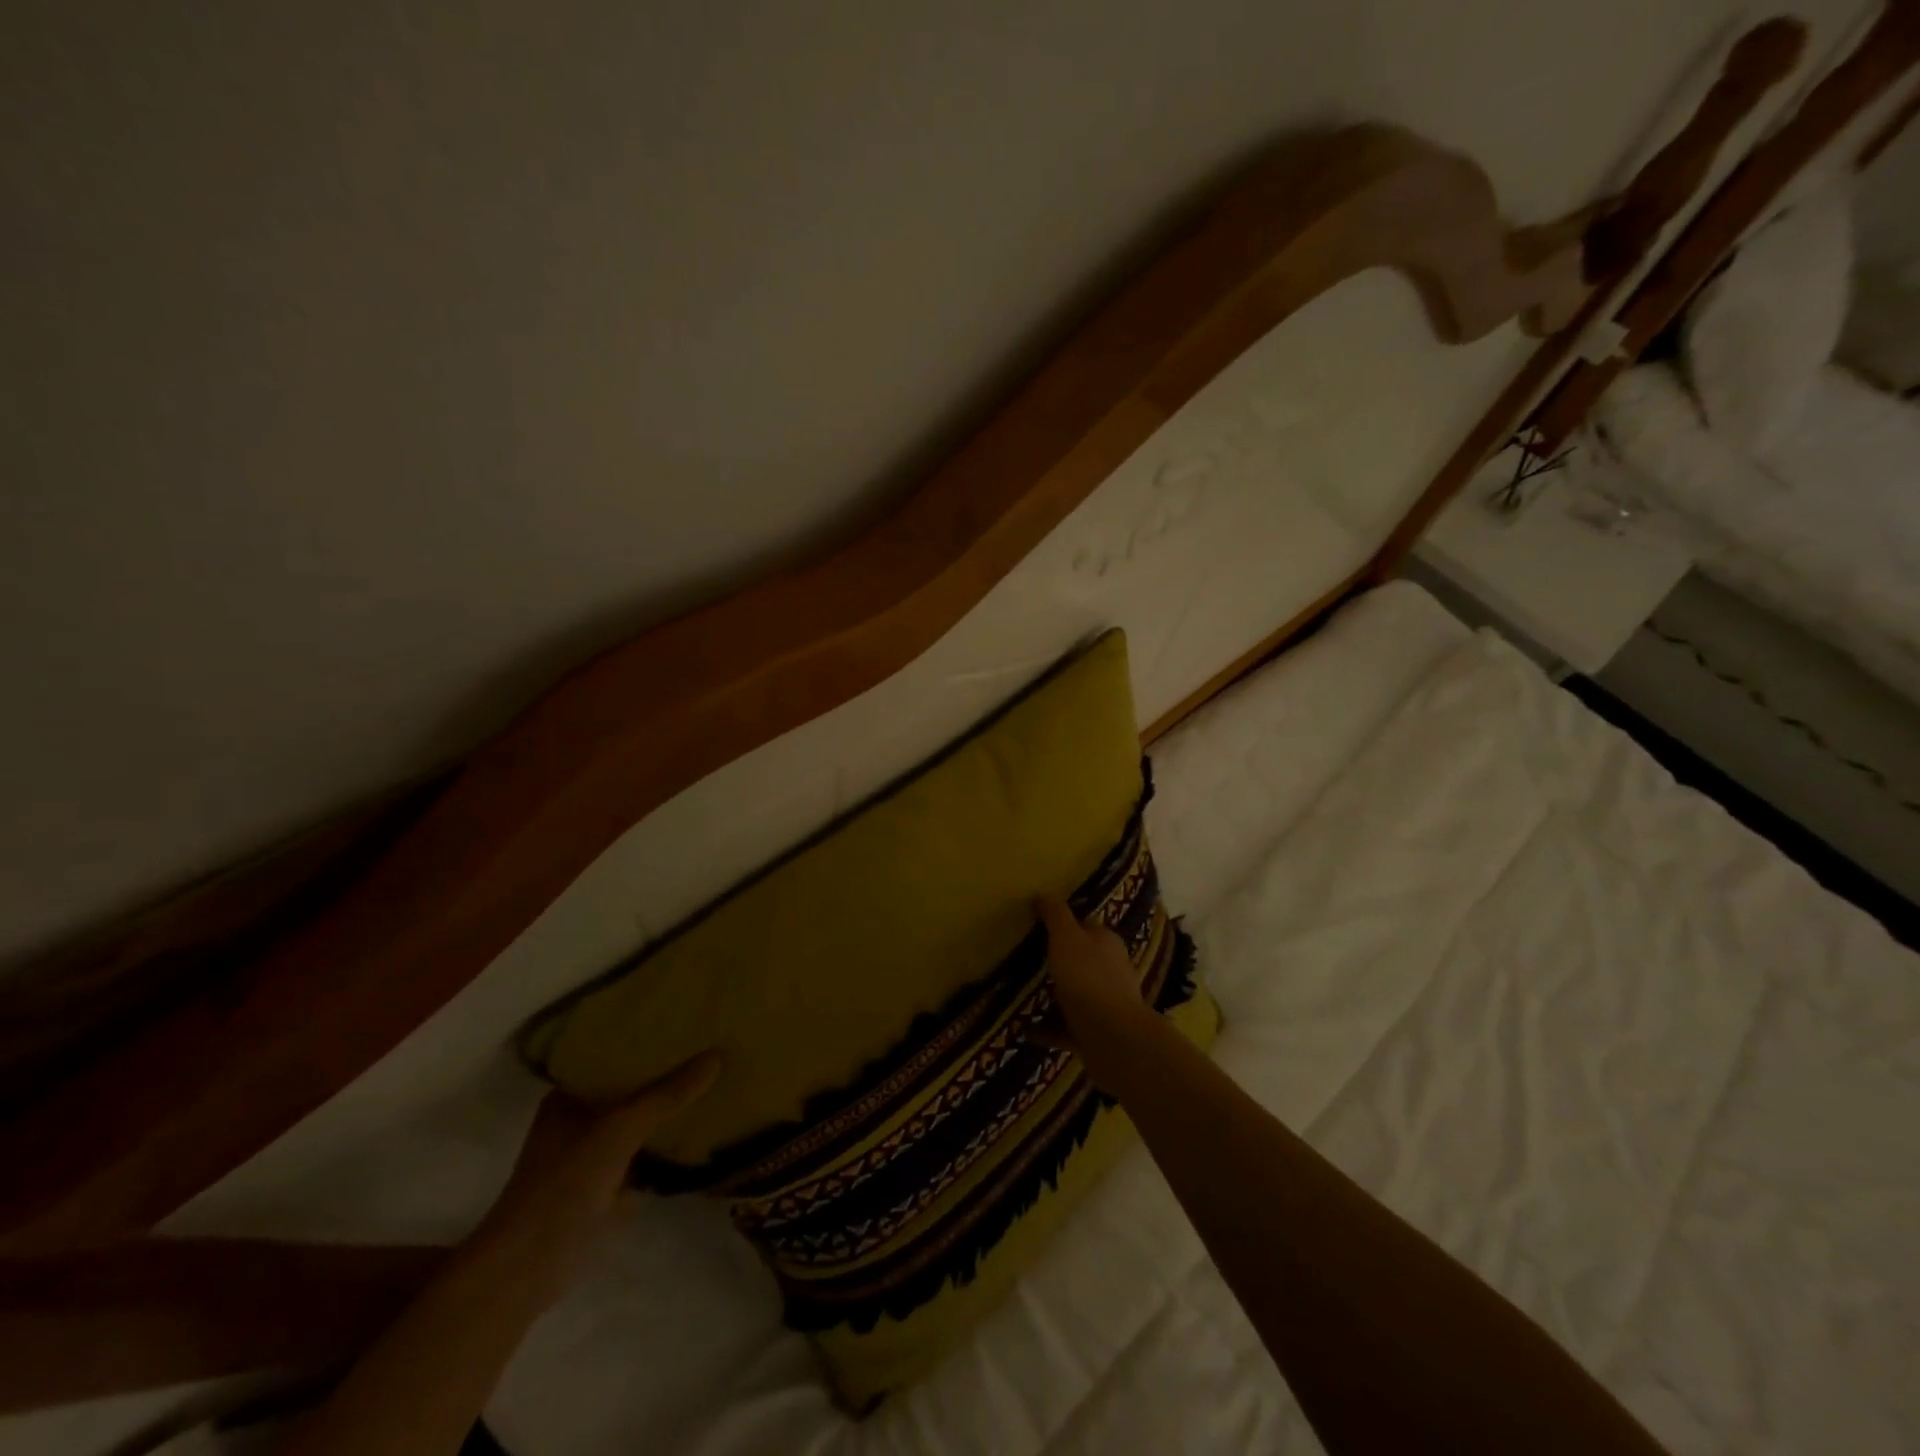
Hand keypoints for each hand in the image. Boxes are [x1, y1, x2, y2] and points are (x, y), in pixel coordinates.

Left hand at [474, 1051, 721, 1296]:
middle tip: (714, 1041)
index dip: (648, 1036)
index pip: (615, 1053)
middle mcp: (582, 1118)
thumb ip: (667, 1095)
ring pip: (643, 1117)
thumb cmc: (563, 1187)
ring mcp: (596, 1152)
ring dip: (673, 1104)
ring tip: (719, 1074)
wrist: (529, 1270)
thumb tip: (718, 1055)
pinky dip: (673, 1138)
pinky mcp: (612, 1183)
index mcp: (570, 1095)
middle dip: (668, 1069)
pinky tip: (707, 1122)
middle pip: (633, 1085)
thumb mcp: (618, 1130)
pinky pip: (650, 1148)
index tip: (688, 1019)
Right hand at [1035, 897, 1156, 1088]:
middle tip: (1028, 962)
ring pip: (1077, 995)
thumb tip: (1044, 895)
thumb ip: (1056, 915)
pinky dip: (1049, 1028)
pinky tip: (1027, 1029)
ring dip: (1055, 996)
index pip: (1086, 926)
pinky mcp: (1098, 1034)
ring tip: (1024, 996)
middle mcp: (1112, 971)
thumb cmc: (1087, 977)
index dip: (1065, 925)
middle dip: (1060, 962)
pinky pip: (1068, 1028)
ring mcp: (1107, 1004)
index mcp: (1107, 943)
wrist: (1111, 1037)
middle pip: (1083, 960)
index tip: (1040, 928)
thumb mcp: (1066, 937)